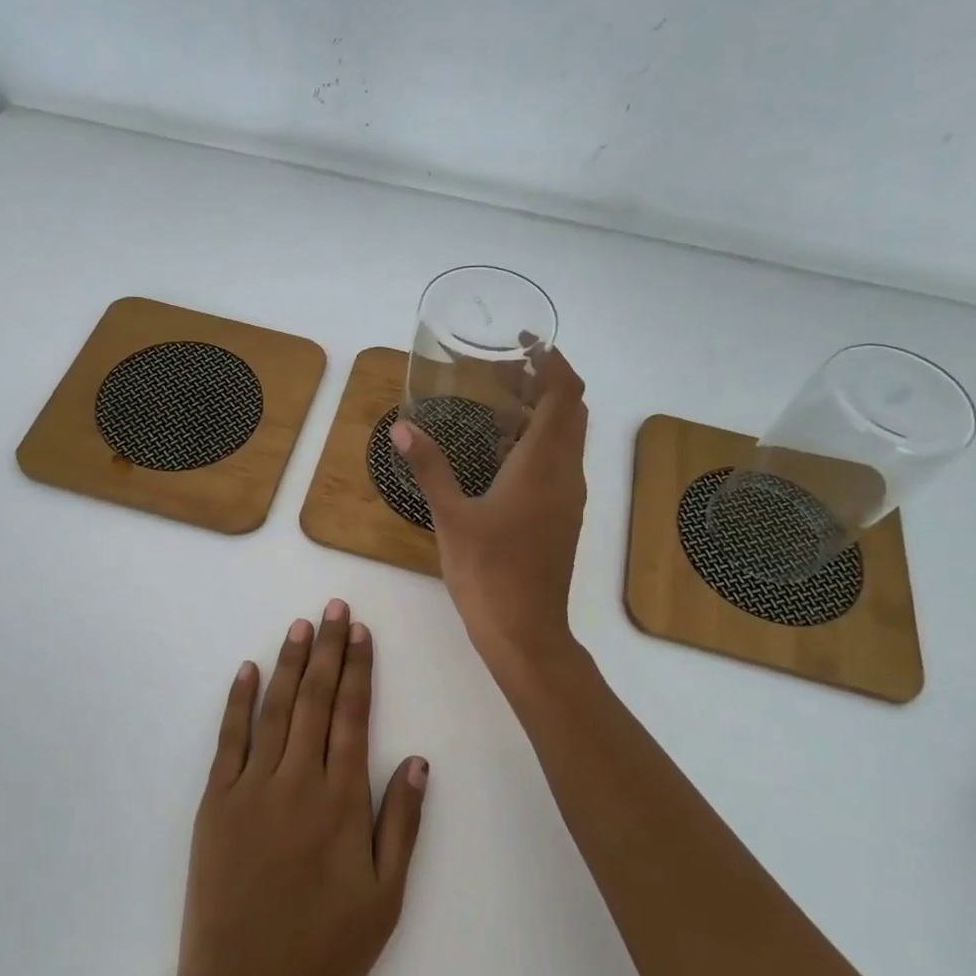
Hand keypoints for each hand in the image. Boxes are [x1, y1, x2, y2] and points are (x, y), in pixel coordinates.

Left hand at [168, 601, 428, 975]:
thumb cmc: (323, 954)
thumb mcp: (384, 899)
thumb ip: (401, 824)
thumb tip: (416, 760)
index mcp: (341, 801)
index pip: (352, 716)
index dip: (358, 669)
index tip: (360, 632)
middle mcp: (298, 781)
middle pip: (315, 699)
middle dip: (326, 650)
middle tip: (332, 608)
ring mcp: (252, 787)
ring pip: (275, 709)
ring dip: (288, 663)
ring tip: (299, 626)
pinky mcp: (216, 802)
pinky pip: (229, 739)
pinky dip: (238, 701)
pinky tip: (246, 670)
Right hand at [391, 349, 588, 674]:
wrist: (526, 632)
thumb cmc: (488, 572)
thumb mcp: (451, 517)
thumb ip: (429, 467)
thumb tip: (403, 428)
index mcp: (543, 465)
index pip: (563, 395)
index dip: (552, 362)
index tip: (526, 343)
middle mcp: (566, 474)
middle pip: (571, 411)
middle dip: (546, 383)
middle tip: (504, 371)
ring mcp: (570, 498)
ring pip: (568, 438)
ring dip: (543, 414)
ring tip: (498, 404)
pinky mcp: (564, 517)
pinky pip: (560, 463)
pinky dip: (540, 443)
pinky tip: (502, 454)